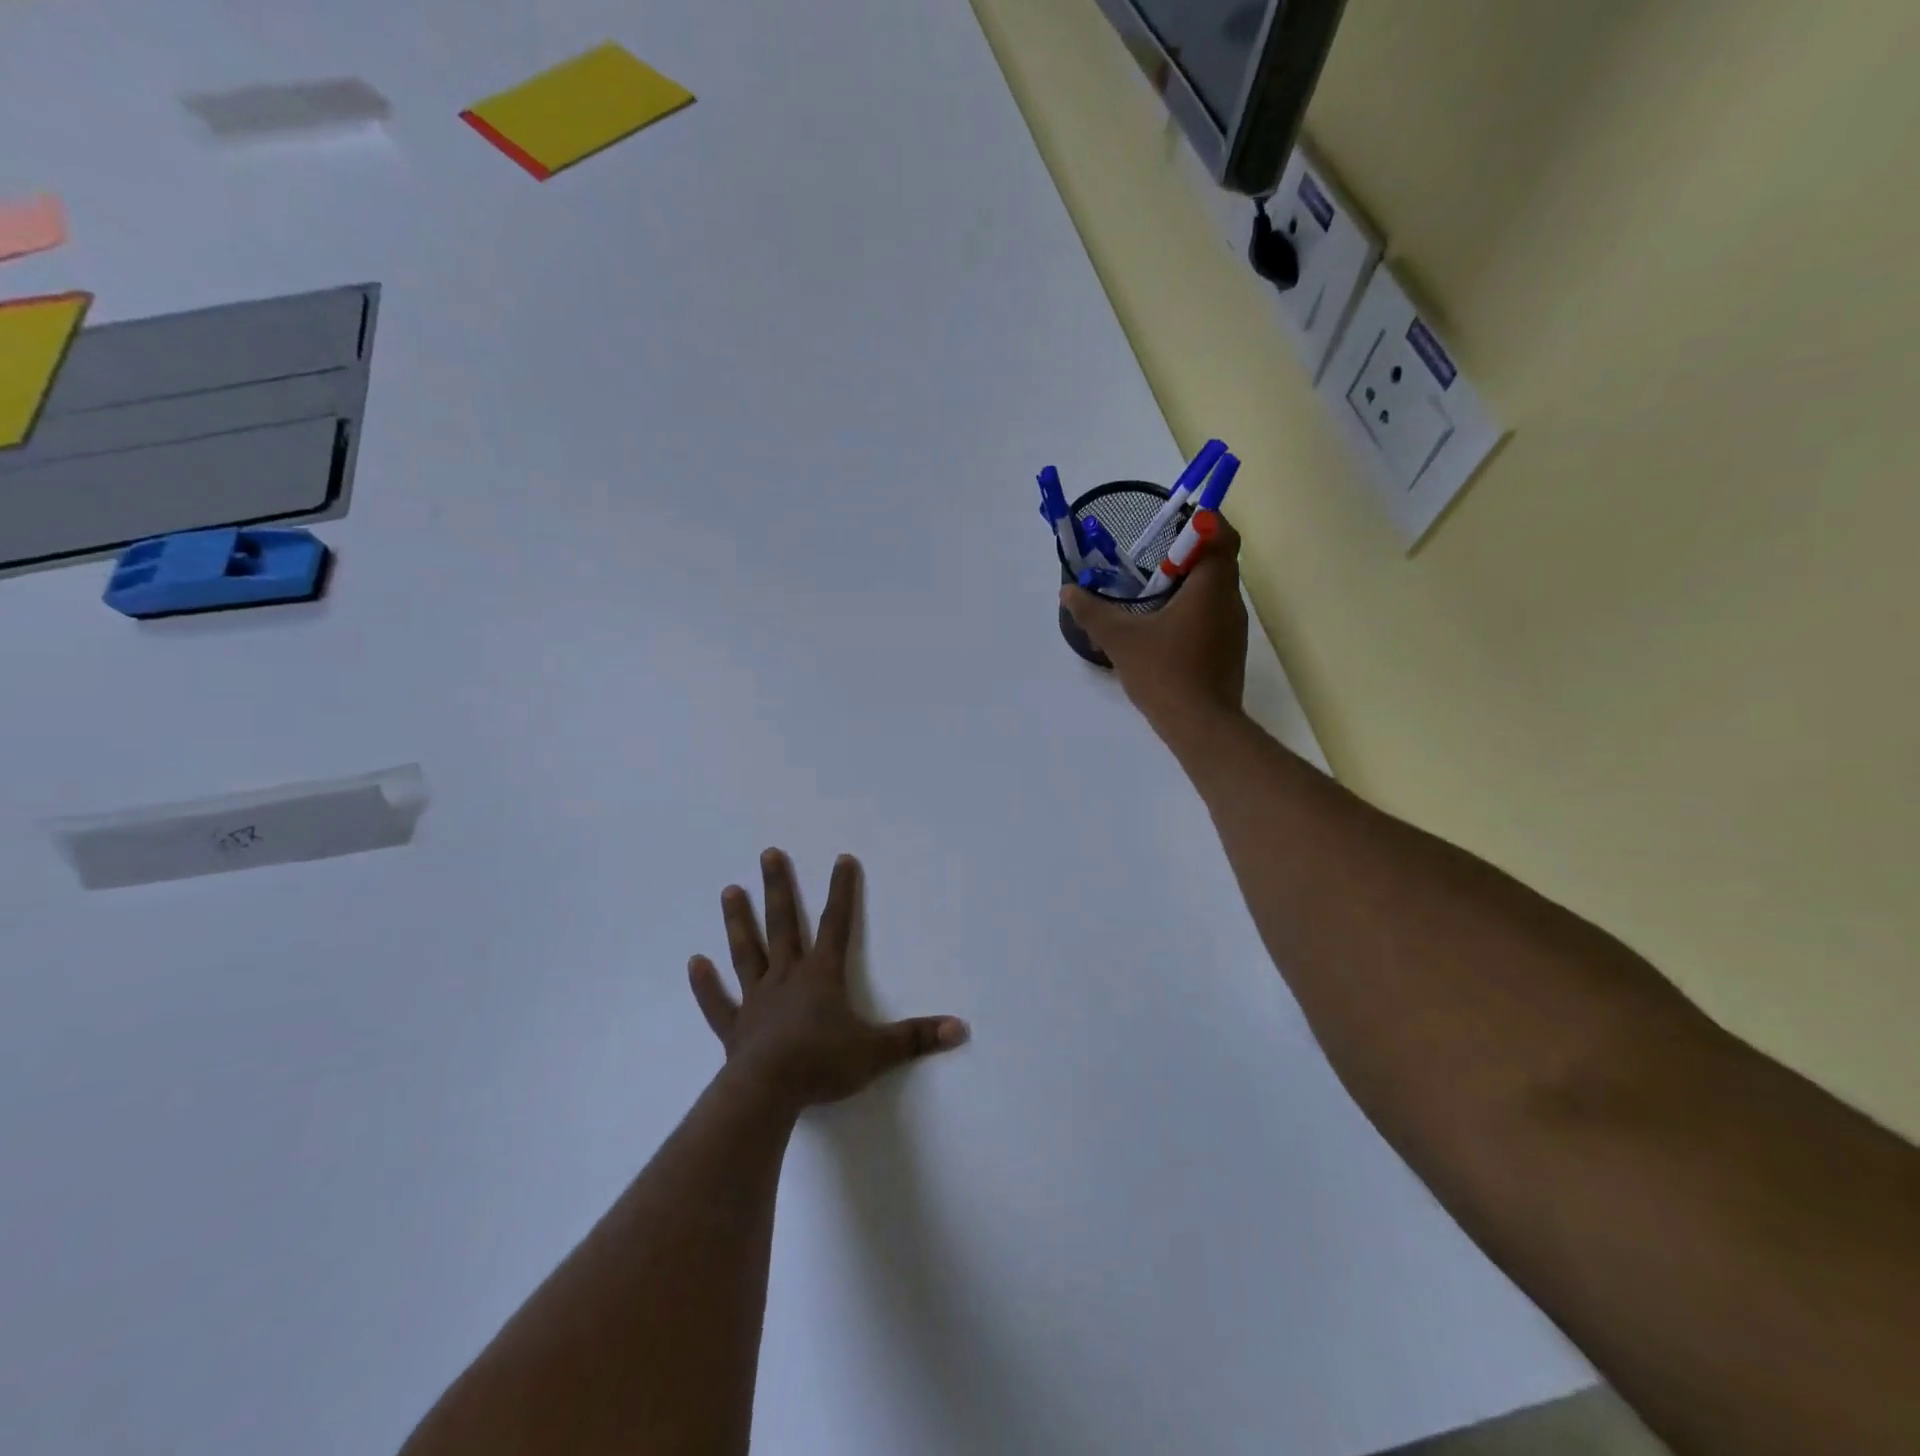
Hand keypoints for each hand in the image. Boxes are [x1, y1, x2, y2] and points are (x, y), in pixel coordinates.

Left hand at [688, 850, 968, 1111]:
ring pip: (747, 952)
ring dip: (739, 922)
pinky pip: (718, 1002)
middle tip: (768, 853)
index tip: (842, 859)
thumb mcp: (877, 1051)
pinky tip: (694, 962)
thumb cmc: (823, 1064)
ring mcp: (757, 1000)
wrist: (769, 1093)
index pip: (837, 924)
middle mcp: (787, 977)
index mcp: (821, 976)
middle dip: (778, 887)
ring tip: (729, 890)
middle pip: (783, 924)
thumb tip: (960, 1029)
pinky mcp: (735, 1029)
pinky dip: (706, 984)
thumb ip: (917, 1038)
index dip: (842, 891)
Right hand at [1061, 514, 1247, 736]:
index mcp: (1211, 587)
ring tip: (1152, 596)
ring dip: (1188, 584)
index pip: (1222, 535)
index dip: (1202, 522)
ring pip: (1215, 591)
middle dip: (1186, 554)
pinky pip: (1213, 616)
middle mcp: (1230, 601)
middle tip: (1152, 562)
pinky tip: (1163, 630)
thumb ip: (1093, 612)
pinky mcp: (1229, 651)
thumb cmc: (1165, 673)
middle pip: (1218, 561)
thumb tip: (1068, 591)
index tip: (1174, 523)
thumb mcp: (1120, 640)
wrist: (1201, 726)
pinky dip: (1192, 611)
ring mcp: (1233, 629)